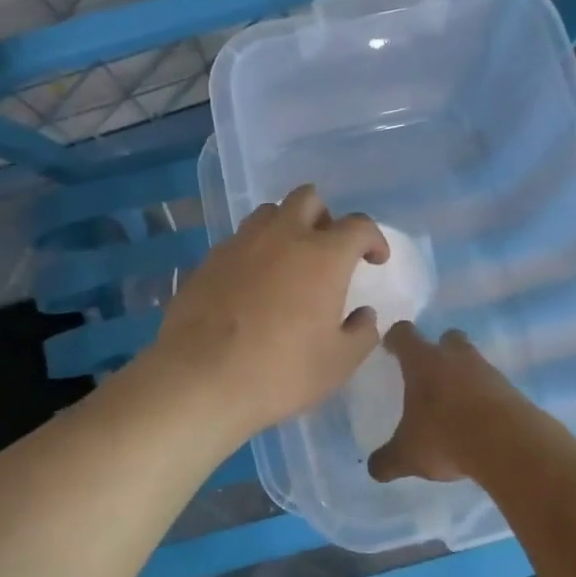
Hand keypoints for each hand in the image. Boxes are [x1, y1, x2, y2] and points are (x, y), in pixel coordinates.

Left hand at [145, 185, 386, 442]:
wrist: (200, 378)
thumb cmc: (280, 371)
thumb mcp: (338, 363)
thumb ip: (361, 333)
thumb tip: (364, 315)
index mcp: (323, 255)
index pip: (358, 226)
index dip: (373, 238)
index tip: (375, 259)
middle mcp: (283, 236)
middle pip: (308, 198)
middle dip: (325, 217)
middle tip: (328, 250)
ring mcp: (241, 243)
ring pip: (269, 213)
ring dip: (286, 226)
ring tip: (288, 261)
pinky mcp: (209, 259)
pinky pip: (239, 240)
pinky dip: (254, 250)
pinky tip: (252, 283)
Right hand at [368, 321, 554, 482]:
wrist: (508, 444)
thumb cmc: (445, 437)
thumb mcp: (408, 455)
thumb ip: (388, 460)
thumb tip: (375, 468)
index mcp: (423, 362)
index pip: (404, 335)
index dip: (395, 339)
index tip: (390, 347)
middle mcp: (455, 357)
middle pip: (447, 338)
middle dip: (439, 350)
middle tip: (430, 373)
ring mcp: (487, 371)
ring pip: (473, 362)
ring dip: (464, 377)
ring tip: (456, 405)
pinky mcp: (511, 390)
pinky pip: (493, 387)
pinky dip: (485, 399)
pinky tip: (480, 423)